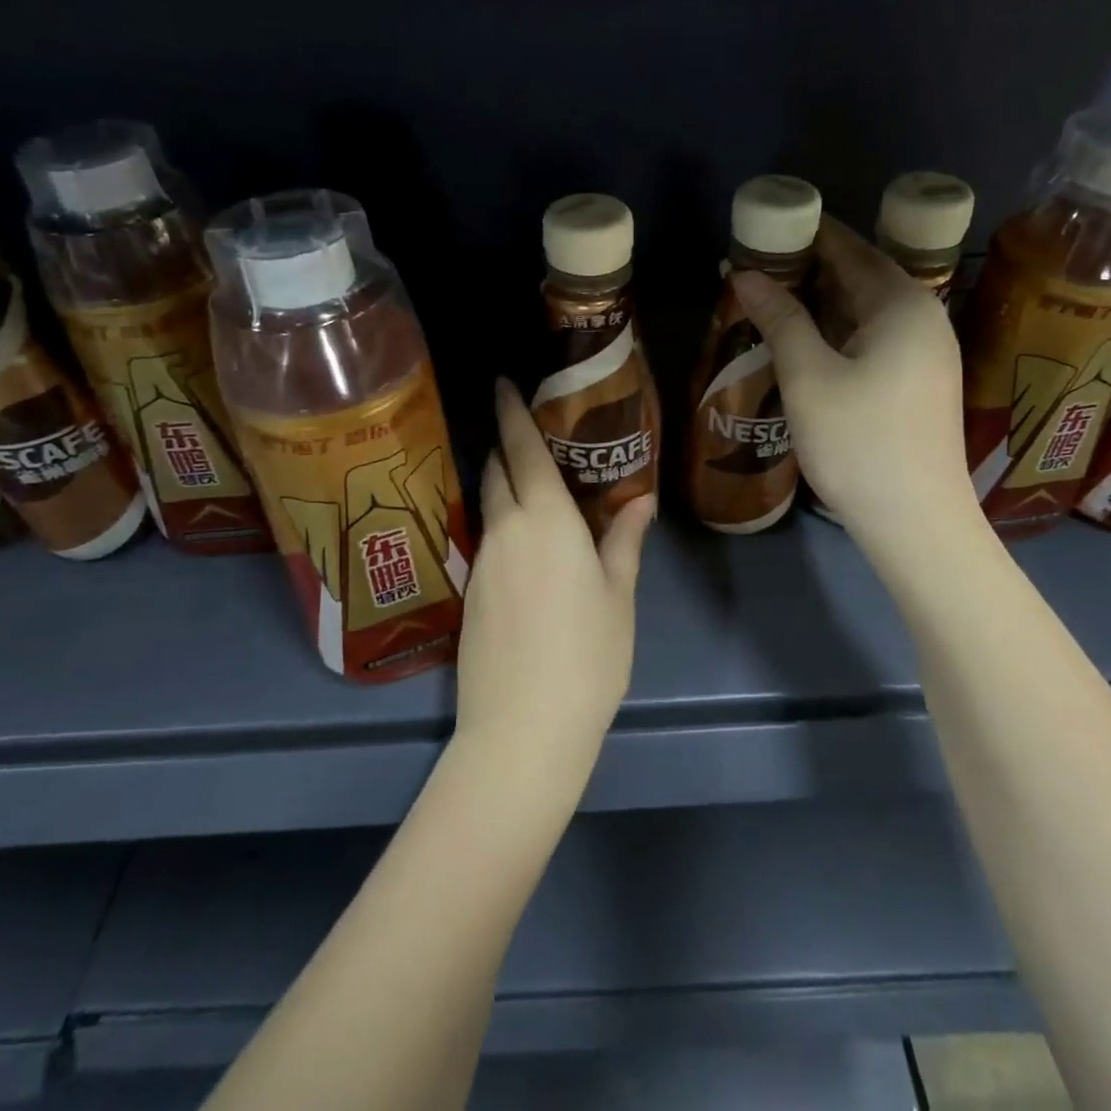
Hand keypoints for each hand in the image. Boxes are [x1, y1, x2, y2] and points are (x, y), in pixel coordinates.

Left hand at [452, 377, 654, 790]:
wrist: (522, 728)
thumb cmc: (587, 655)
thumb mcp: (618, 594)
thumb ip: (625, 540)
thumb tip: (640, 499)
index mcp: (546, 520)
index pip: (523, 449)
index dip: (511, 412)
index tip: (501, 382)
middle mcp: (506, 530)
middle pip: (496, 472)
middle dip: (503, 445)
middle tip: (522, 431)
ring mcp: (481, 562)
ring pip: (488, 505)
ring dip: (501, 484)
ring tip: (527, 483)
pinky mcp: (469, 593)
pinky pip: (486, 539)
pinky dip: (501, 523)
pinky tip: (522, 544)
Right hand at [729, 215, 976, 542]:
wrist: (916, 523)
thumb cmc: (859, 442)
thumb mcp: (808, 376)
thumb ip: (780, 318)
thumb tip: (744, 273)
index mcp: (903, 305)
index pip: (851, 250)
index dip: (808, 236)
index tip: (767, 226)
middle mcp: (924, 319)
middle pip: (862, 277)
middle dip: (810, 269)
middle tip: (757, 267)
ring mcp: (927, 354)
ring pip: (867, 312)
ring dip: (821, 303)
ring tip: (771, 300)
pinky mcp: (920, 384)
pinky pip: (874, 339)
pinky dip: (838, 332)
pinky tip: (806, 342)